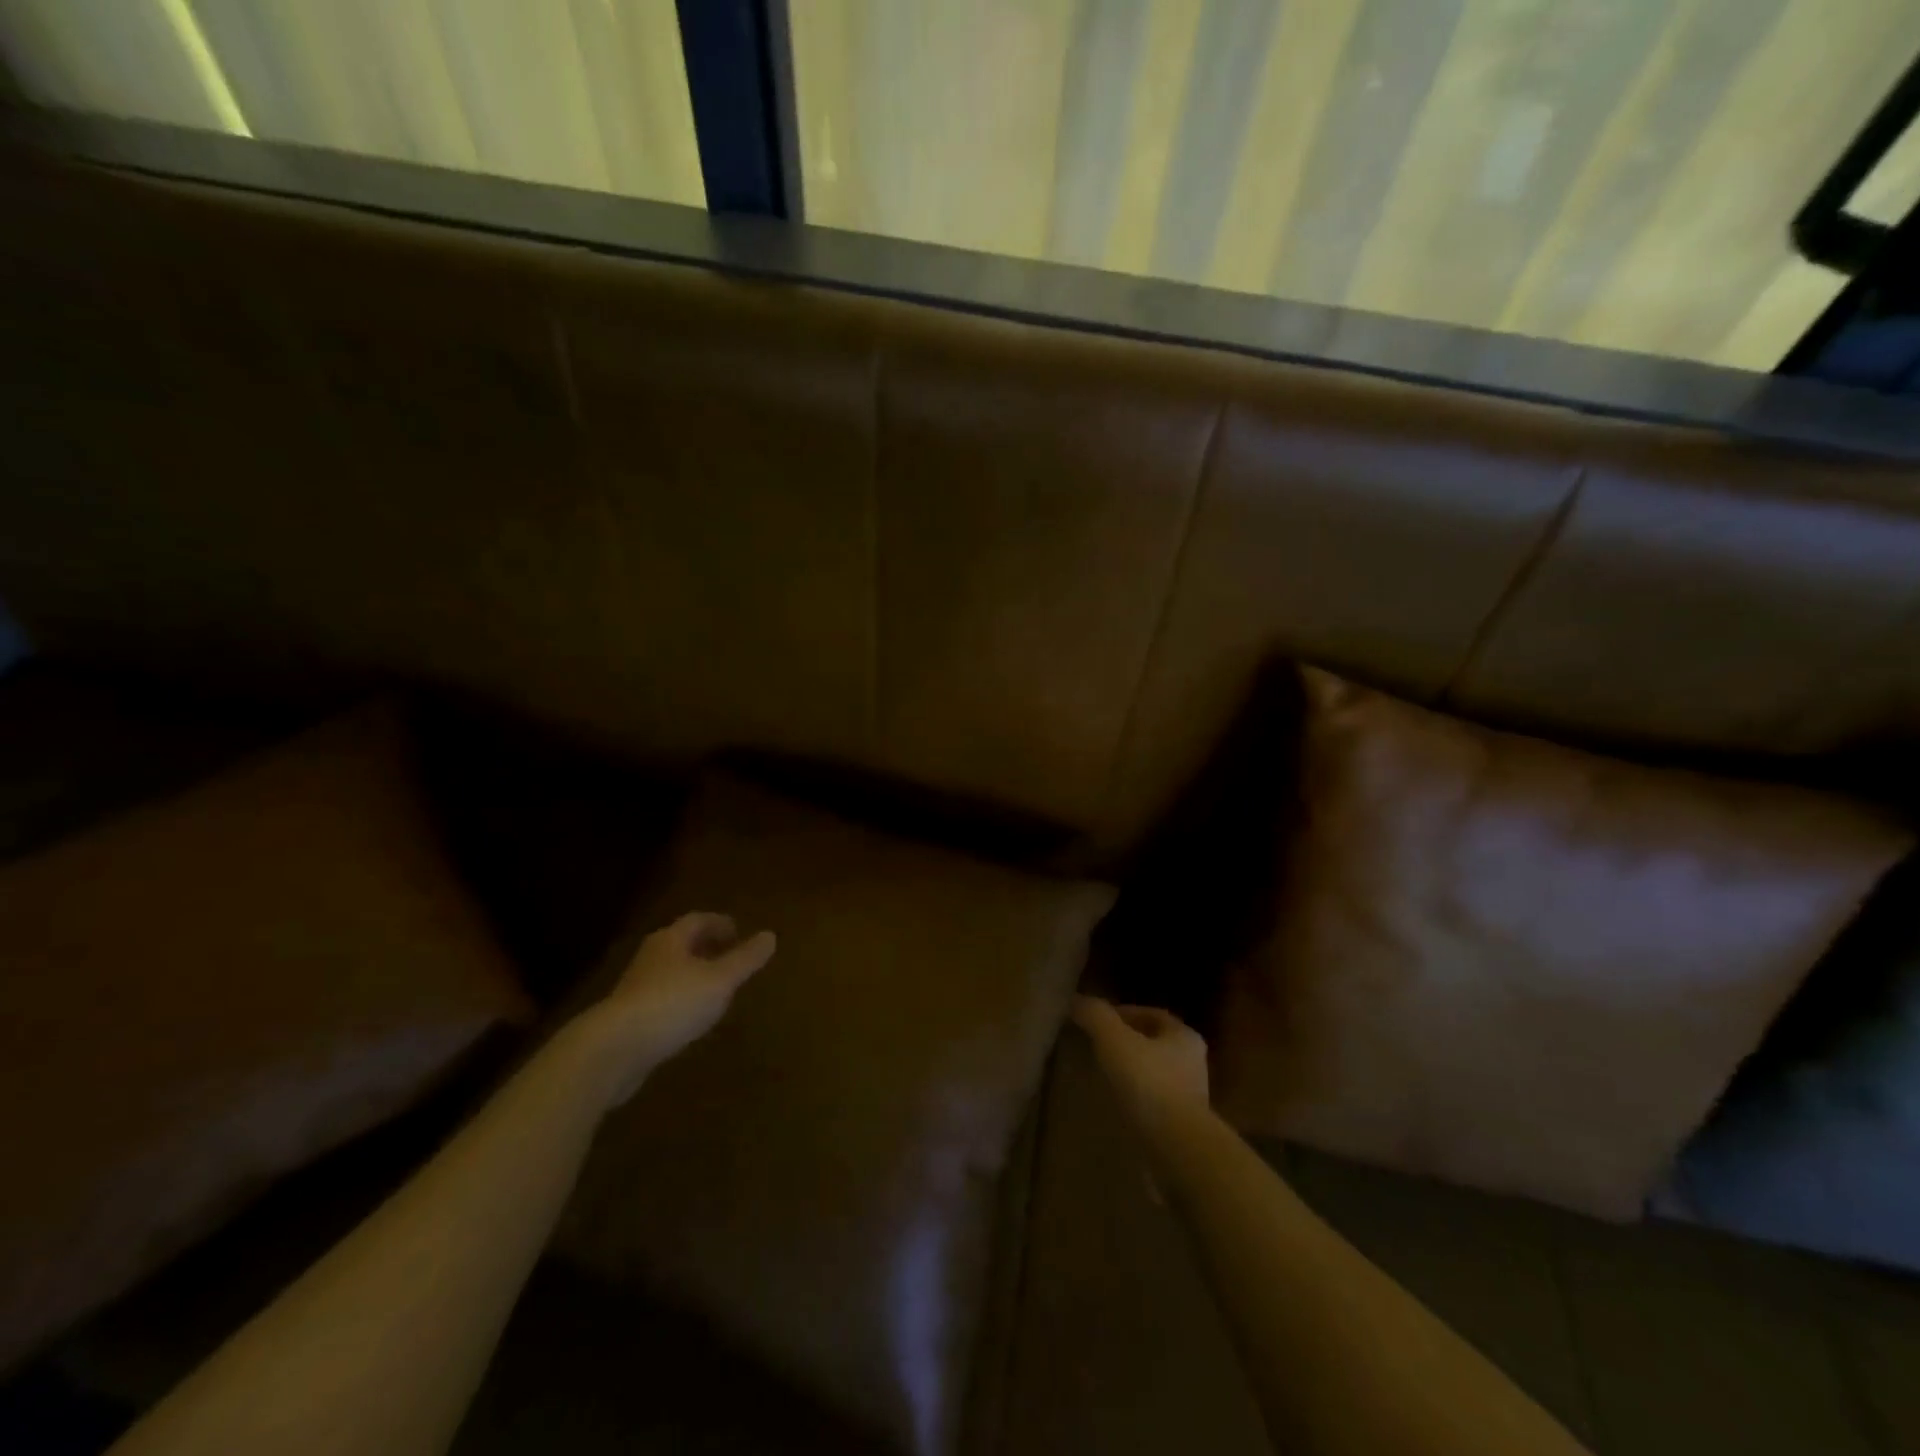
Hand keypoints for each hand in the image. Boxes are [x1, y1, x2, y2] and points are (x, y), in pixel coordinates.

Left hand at [571, 913, 775, 1104]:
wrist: (613, 1050)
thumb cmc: (672, 1004)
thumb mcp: (720, 980)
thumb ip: (746, 959)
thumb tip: (771, 935)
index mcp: (671, 940)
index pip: (698, 920)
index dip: (720, 923)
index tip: (739, 931)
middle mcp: (651, 957)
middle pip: (682, 944)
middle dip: (706, 947)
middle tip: (730, 956)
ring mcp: (636, 988)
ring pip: (670, 971)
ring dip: (693, 974)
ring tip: (716, 987)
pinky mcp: (628, 1018)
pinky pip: (661, 998)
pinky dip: (680, 999)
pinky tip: (692, 1017)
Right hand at [1072, 996, 1209, 1137]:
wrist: (1176, 1147)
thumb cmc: (1148, 1083)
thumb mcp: (1114, 1040)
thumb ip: (1096, 1016)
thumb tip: (1077, 1000)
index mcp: (1184, 1035)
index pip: (1151, 1014)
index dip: (1122, 1013)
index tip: (1096, 1021)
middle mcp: (1193, 1062)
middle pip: (1153, 1043)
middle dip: (1126, 1042)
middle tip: (1095, 1046)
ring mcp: (1190, 1096)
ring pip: (1154, 1073)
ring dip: (1130, 1072)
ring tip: (1101, 1076)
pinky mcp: (1182, 1125)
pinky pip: (1153, 1101)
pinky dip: (1135, 1098)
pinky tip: (1116, 1104)